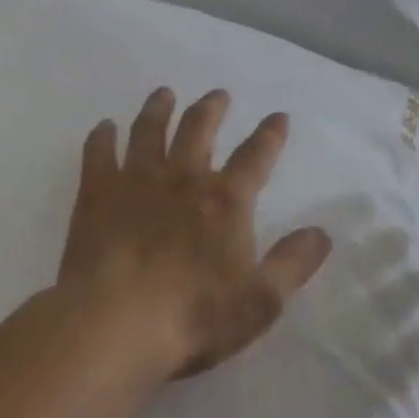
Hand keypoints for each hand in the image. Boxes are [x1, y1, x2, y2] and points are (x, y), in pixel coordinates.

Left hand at [59, 88, 331, 379]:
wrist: (116, 323)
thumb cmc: (194, 316)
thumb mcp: (260, 301)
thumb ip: (292, 264)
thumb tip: (321, 233)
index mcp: (225, 201)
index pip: (255, 157)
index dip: (270, 135)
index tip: (278, 116)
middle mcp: (183, 178)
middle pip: (199, 129)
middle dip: (212, 109)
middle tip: (218, 94)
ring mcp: (136, 181)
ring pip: (149, 130)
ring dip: (159, 109)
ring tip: (164, 94)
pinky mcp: (96, 194)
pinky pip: (99, 153)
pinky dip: (102, 137)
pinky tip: (104, 127)